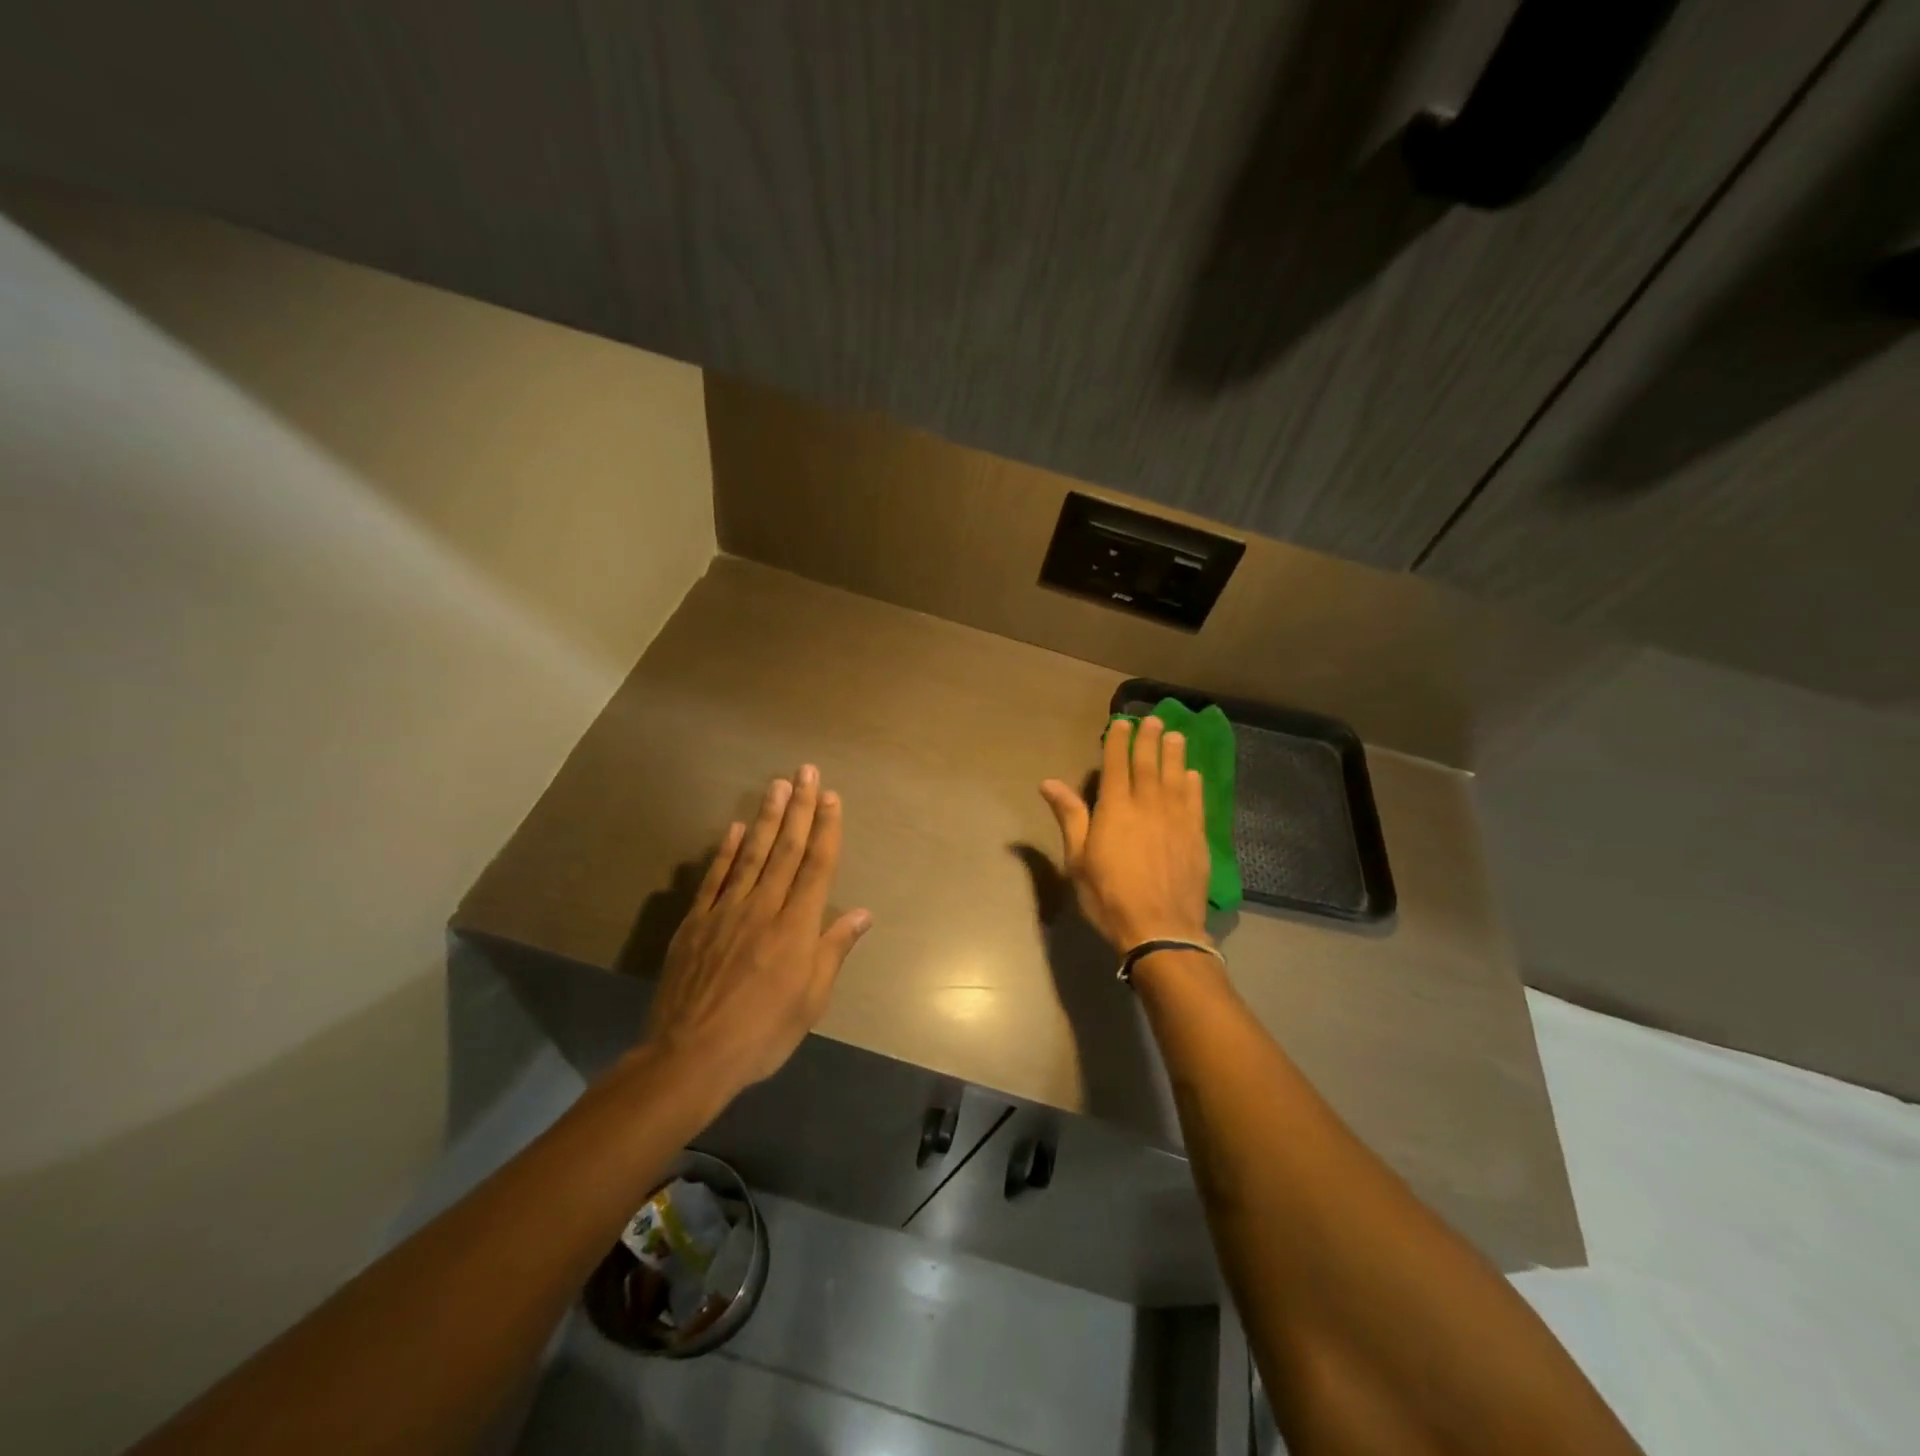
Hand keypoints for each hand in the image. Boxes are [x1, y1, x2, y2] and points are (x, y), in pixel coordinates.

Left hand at [642, 766, 871, 1105]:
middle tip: (806, 772)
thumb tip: (862, 913)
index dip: (826, 829)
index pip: (816, 867)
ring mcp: (726, 911)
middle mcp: (763, 908)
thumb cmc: (763, 1033)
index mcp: (796, 928)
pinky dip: (726, 851)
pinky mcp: (697, 922)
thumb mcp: (811, 1000)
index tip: (831, 798)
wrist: (691, 1057)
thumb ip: (834, 950)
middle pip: (785, 849)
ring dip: (766, 817)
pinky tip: (735, 828)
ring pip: (751, 854)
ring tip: (777, 785)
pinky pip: (715, 878)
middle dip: (799, 809)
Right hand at [1040, 715, 1210, 950]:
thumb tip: (1049, 783)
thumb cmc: (1109, 896)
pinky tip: (1192, 774)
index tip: (1121, 723)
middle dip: (1149, 739)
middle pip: (1149, 764)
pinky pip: (1196, 801)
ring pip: (1176, 776)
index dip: (1118, 741)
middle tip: (1153, 719)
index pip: (1117, 765)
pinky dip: (1193, 784)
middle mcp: (1148, 805)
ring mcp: (1176, 819)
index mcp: (1116, 808)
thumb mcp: (1078, 859)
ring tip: (1175, 735)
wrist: (1160, 928)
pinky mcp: (1197, 836)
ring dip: (1174, 753)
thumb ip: (1069, 816)